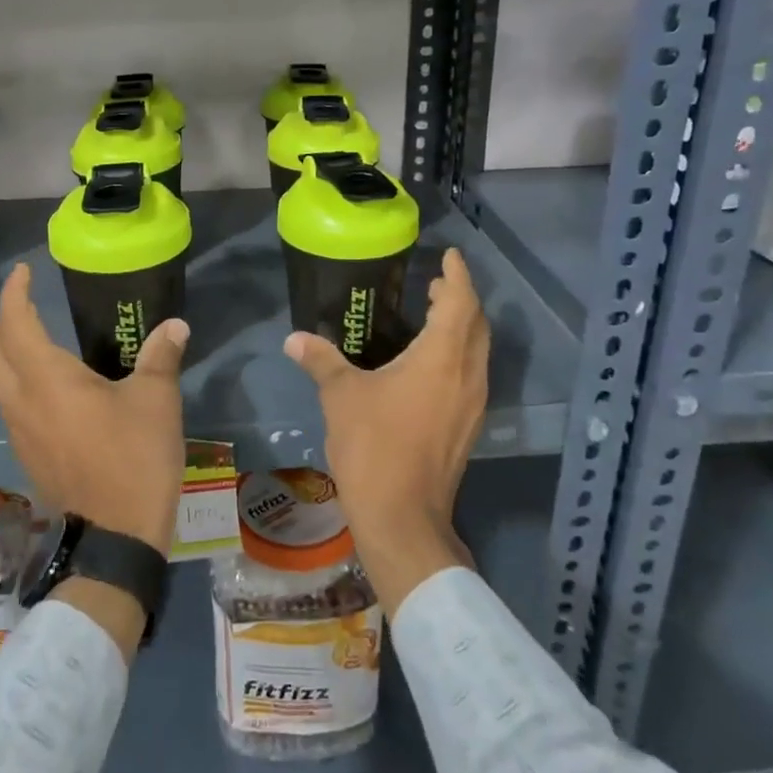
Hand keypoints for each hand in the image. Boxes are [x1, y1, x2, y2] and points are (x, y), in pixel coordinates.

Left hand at [0, 262, 188, 556]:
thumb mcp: (156, 401)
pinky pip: (13, 408)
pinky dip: (23, 386)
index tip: (24, 272)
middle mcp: (21, 404)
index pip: (15, 325)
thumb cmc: (135, 459)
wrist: (116, 538)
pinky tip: (59, 393)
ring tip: (48, 346)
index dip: (14, 293)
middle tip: (33, 308)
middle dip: (5, 323)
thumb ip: (161, 357)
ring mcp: (19, 434)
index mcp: (48, 381)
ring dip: (11, 357)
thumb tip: (174, 326)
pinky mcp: (27, 457)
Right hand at [285, 247, 489, 617]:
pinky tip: (431, 363)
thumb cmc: (374, 446)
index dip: (457, 276)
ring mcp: (473, 404)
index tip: (448, 256)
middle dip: (460, 299)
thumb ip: (321, 360)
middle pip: (476, 325)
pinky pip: (472, 374)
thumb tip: (294, 338)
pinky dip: (458, 354)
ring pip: (478, 351)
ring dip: (461, 328)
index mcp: (442, 358)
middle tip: (435, 285)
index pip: (461, 303)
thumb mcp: (341, 396)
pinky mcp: (468, 427)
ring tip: (433, 316)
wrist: (403, 516)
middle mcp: (467, 375)